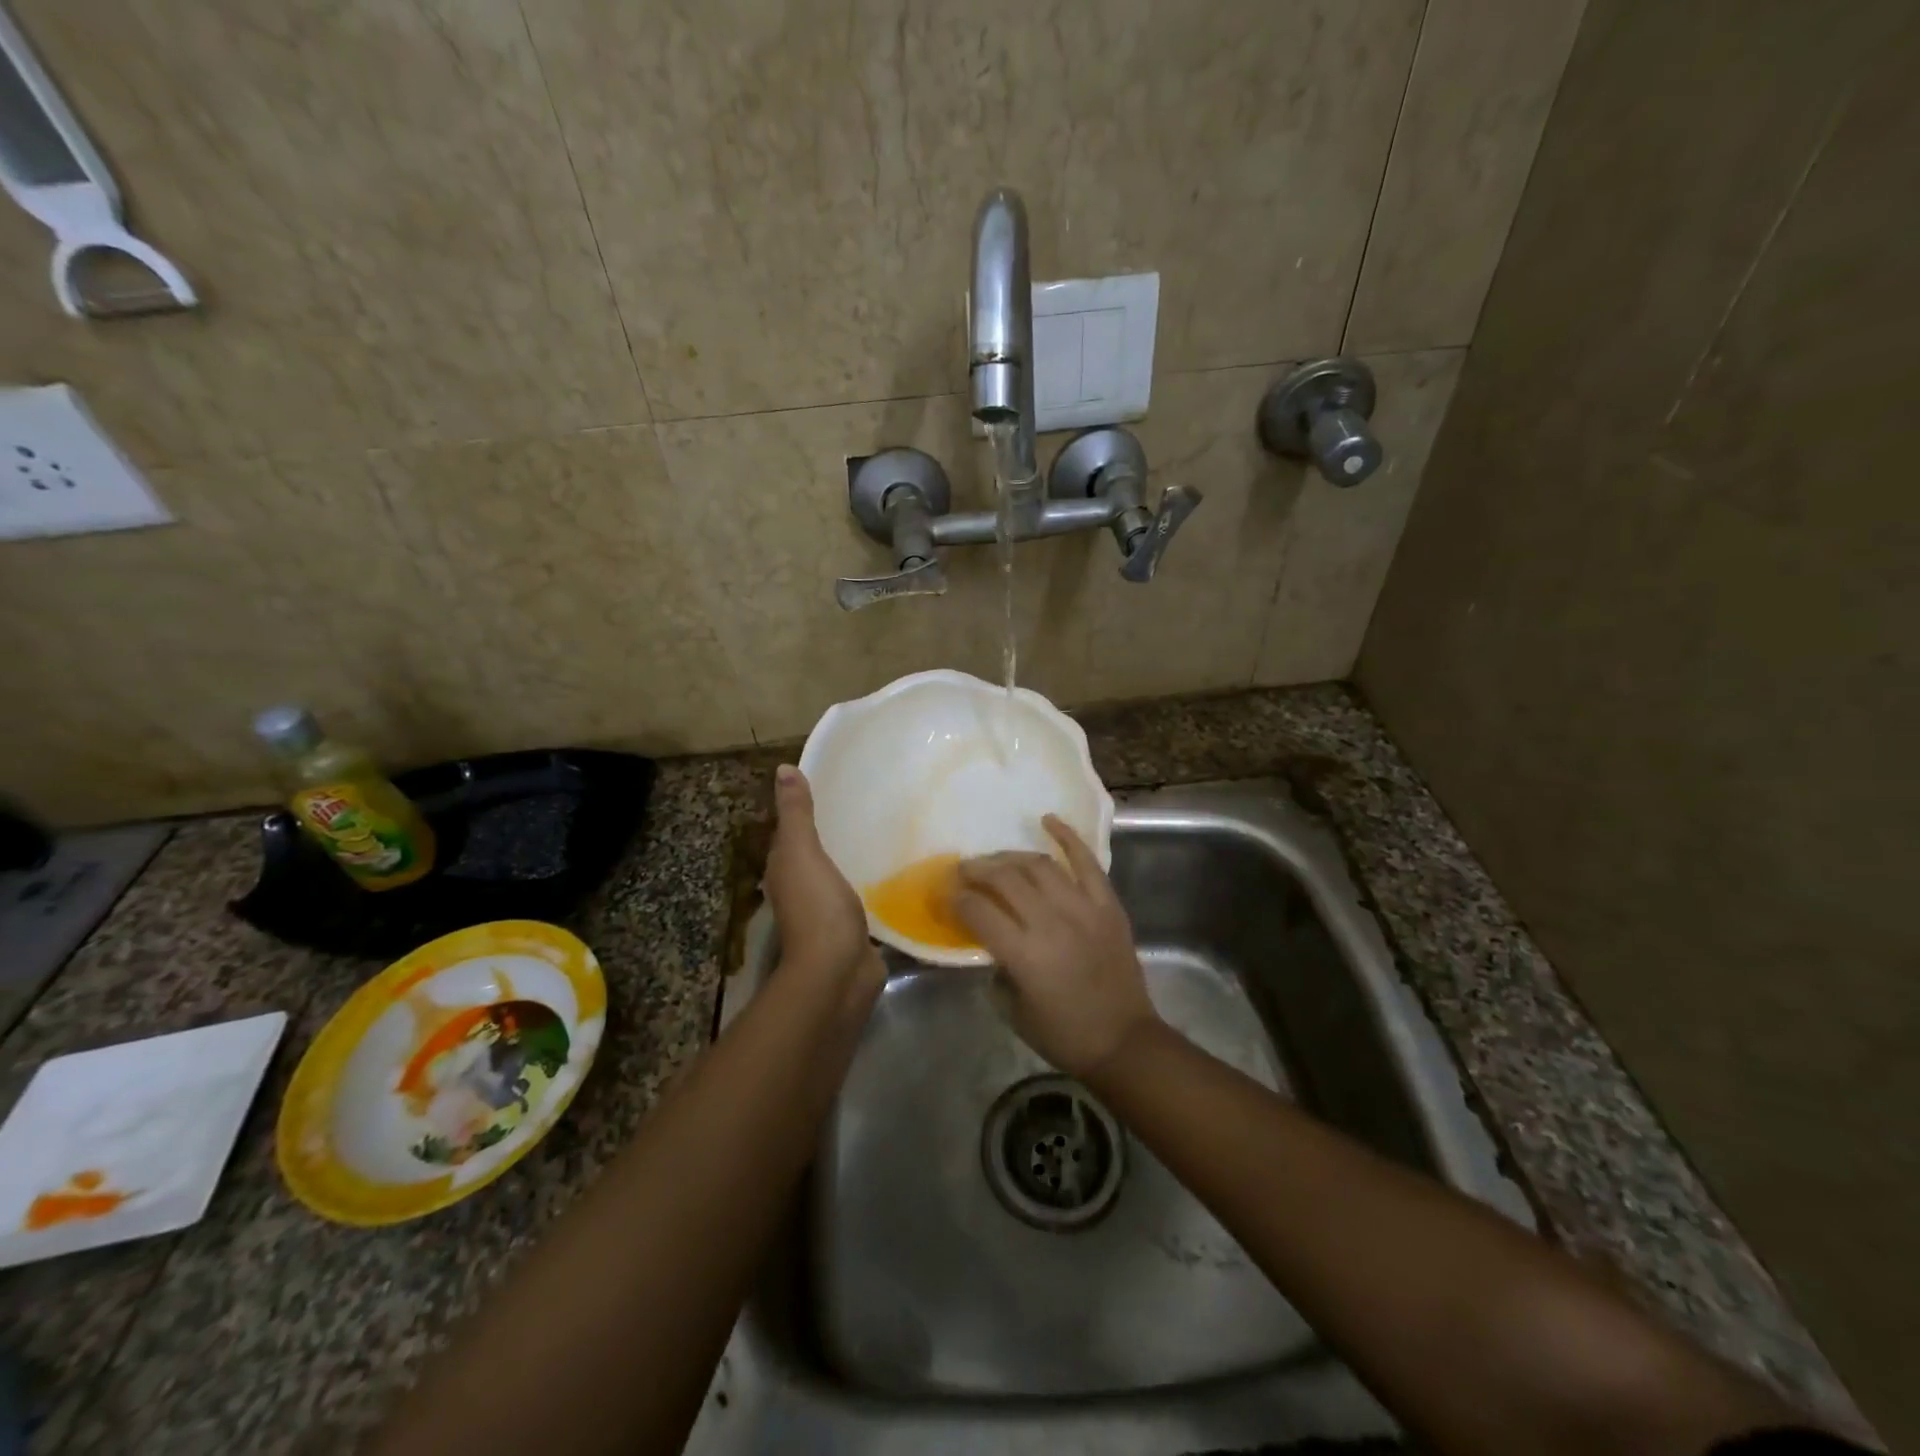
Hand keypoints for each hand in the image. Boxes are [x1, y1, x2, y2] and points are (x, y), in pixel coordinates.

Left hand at [765, 765, 879, 985]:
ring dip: (854, 859)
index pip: (791, 833)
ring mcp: (828, 912)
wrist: (838, 971)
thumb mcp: (802, 853)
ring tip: (885, 832)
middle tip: (868, 805)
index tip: (833, 786)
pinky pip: (862, 897)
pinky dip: (872, 884)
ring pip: (840, 875)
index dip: (804, 810)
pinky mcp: (854, 928)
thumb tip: (783, 769)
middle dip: (835, 833)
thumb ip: (796, 814)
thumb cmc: (817, 907)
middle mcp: (801, 889)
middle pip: (816, 854)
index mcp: (785, 870)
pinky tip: (894, 871)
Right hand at [954, 816, 1157, 1078]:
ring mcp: (1083, 908)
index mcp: (1024, 954)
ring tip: (996, 860)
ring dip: (1010, 857)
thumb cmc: (1064, 1034)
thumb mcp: (1013, 1010)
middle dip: (977, 870)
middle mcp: (1051, 923)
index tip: (947, 894)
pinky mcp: (1107, 904)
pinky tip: (1047, 820)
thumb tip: (991, 940)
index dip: (956, 899)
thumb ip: (997, 969)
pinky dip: (1067, 837)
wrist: (1124, 1041)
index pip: (979, 911)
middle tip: (964, 869)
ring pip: (1039, 865)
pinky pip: (1087, 862)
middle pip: (1005, 879)